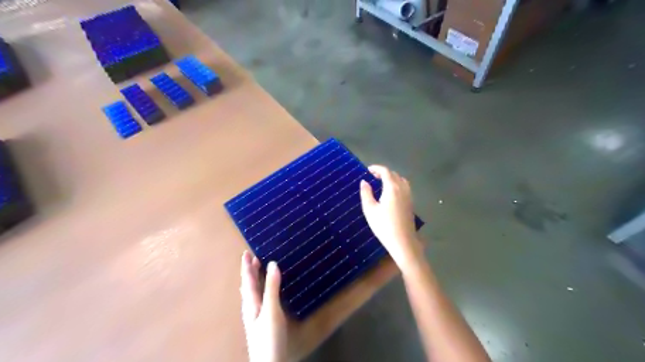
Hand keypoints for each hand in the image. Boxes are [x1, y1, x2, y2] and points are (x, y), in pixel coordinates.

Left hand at [240, 251, 286, 360]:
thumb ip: (272, 288)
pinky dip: (259, 289)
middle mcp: (251, 307)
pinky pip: (258, 298)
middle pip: (248, 285)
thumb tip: (273, 264)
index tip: (247, 253)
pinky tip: (263, 292)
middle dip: (249, 271)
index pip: (248, 280)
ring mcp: (256, 315)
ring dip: (253, 279)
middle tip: (252, 257)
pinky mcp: (263, 320)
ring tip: (256, 270)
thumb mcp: (272, 310)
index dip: (247, 266)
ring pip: (252, 292)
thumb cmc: (269, 336)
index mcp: (251, 302)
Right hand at [357, 166, 424, 266]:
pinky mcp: (411, 204)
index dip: (377, 168)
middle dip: (383, 172)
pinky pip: (405, 187)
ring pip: (401, 180)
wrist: (402, 242)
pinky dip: (397, 184)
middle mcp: (402, 189)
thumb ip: (366, 193)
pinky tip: (391, 193)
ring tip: (382, 182)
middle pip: (394, 174)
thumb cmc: (384, 226)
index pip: (386, 172)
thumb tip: (364, 182)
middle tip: (373, 176)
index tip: (368, 170)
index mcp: (392, 188)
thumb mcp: (370, 210)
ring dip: (392, 178)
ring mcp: (409, 196)